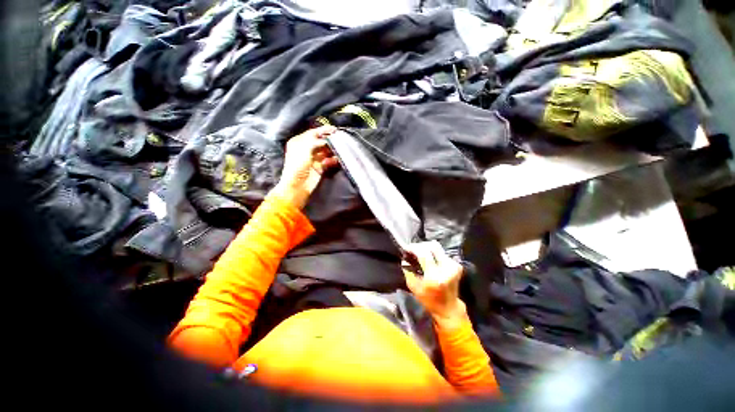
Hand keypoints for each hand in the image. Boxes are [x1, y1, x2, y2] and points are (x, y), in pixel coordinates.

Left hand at [272, 126, 338, 208]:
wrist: (298, 185)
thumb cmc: (298, 165)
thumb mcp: (304, 149)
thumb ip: (315, 141)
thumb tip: (326, 139)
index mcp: (299, 142)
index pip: (313, 133)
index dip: (323, 130)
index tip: (334, 129)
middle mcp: (306, 149)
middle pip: (320, 142)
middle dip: (330, 140)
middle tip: (340, 139)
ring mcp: (313, 159)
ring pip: (325, 151)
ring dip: (332, 150)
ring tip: (340, 148)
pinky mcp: (320, 167)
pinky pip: (328, 161)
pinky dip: (333, 159)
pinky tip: (337, 159)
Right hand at [401, 241, 467, 326]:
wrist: (448, 308)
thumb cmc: (428, 299)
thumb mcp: (413, 287)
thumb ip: (408, 270)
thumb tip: (405, 257)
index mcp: (434, 276)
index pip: (424, 253)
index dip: (414, 248)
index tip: (406, 248)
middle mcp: (446, 269)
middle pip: (433, 246)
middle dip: (420, 245)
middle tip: (413, 249)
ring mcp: (453, 266)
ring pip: (438, 247)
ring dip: (427, 248)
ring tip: (420, 253)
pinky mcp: (457, 265)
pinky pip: (442, 252)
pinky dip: (433, 253)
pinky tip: (429, 258)